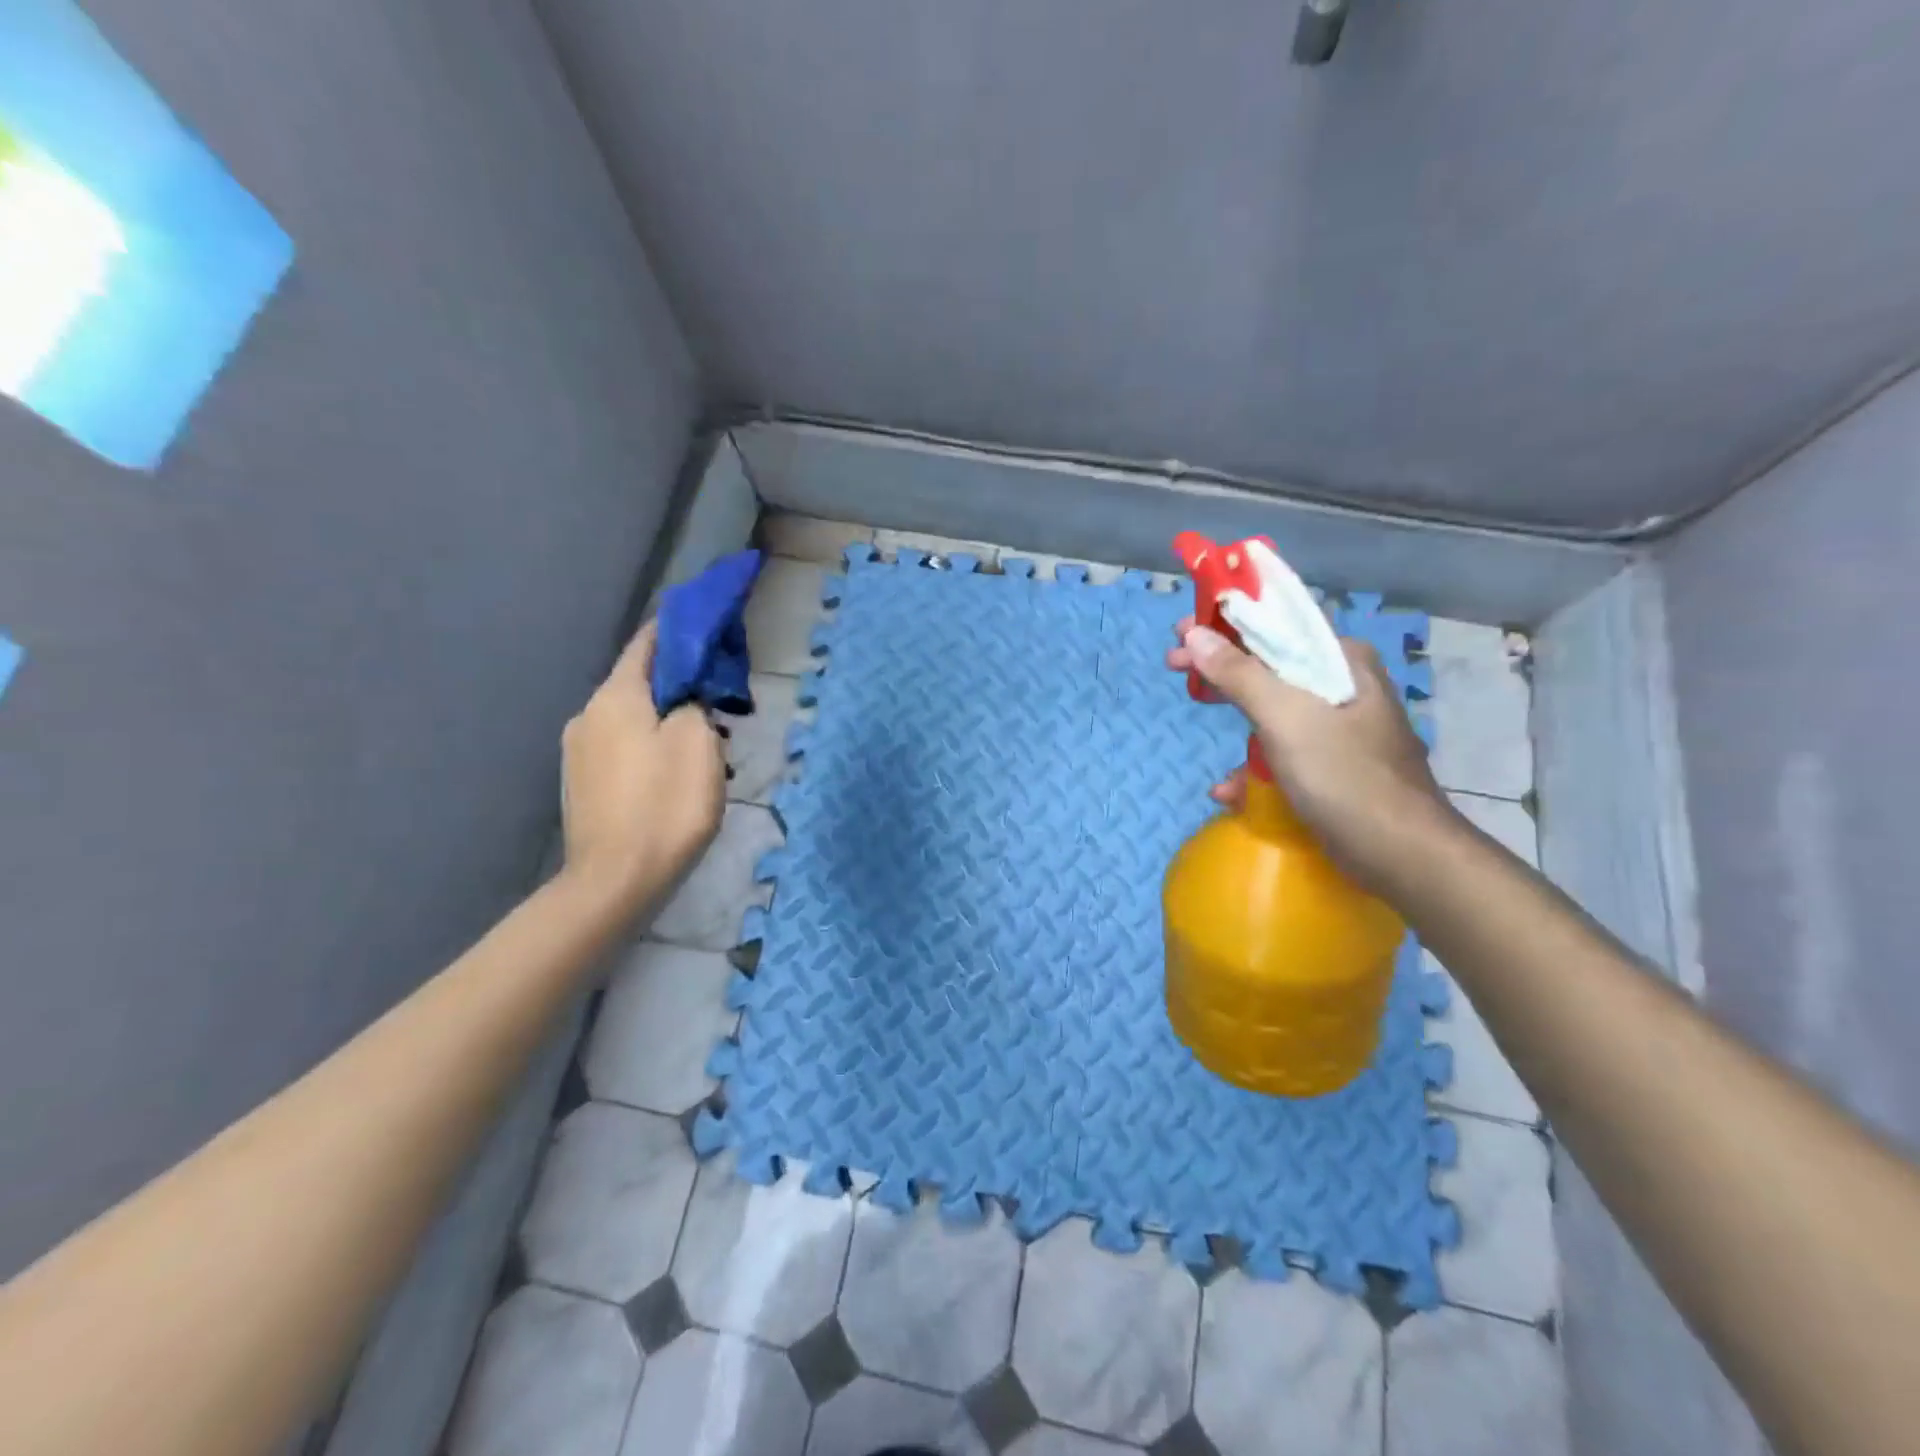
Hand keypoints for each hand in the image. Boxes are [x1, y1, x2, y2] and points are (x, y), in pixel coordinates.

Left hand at [560, 621, 724, 916]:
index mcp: (616, 697)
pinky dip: (650, 746)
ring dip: (666, 720)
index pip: (647, 644)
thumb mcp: (698, 744)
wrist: (615, 880)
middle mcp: (588, 715)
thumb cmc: (664, 805)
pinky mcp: (581, 783)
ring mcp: (578, 752)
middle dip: (679, 684)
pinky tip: (673, 773)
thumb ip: (695, 705)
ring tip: (703, 745)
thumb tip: (687, 699)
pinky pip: (622, 748)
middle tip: (719, 700)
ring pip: (632, 718)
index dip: (676, 628)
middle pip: (639, 683)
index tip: (704, 622)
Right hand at [1166, 619, 1455, 891]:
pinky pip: (1281, 750)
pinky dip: (1253, 764)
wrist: (1401, 854)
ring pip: (1272, 709)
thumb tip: (1196, 635)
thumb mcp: (1286, 718)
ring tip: (1201, 731)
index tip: (1182, 633)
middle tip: (1176, 669)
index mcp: (1342, 662)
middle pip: (1269, 666)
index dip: (1225, 624)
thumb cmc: (1345, 776)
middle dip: (1220, 670)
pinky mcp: (1330, 766)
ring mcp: (1338, 728)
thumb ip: (1239, 674)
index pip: (1276, 627)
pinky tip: (1229, 789)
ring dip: (1234, 719)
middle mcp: (1343, 686)